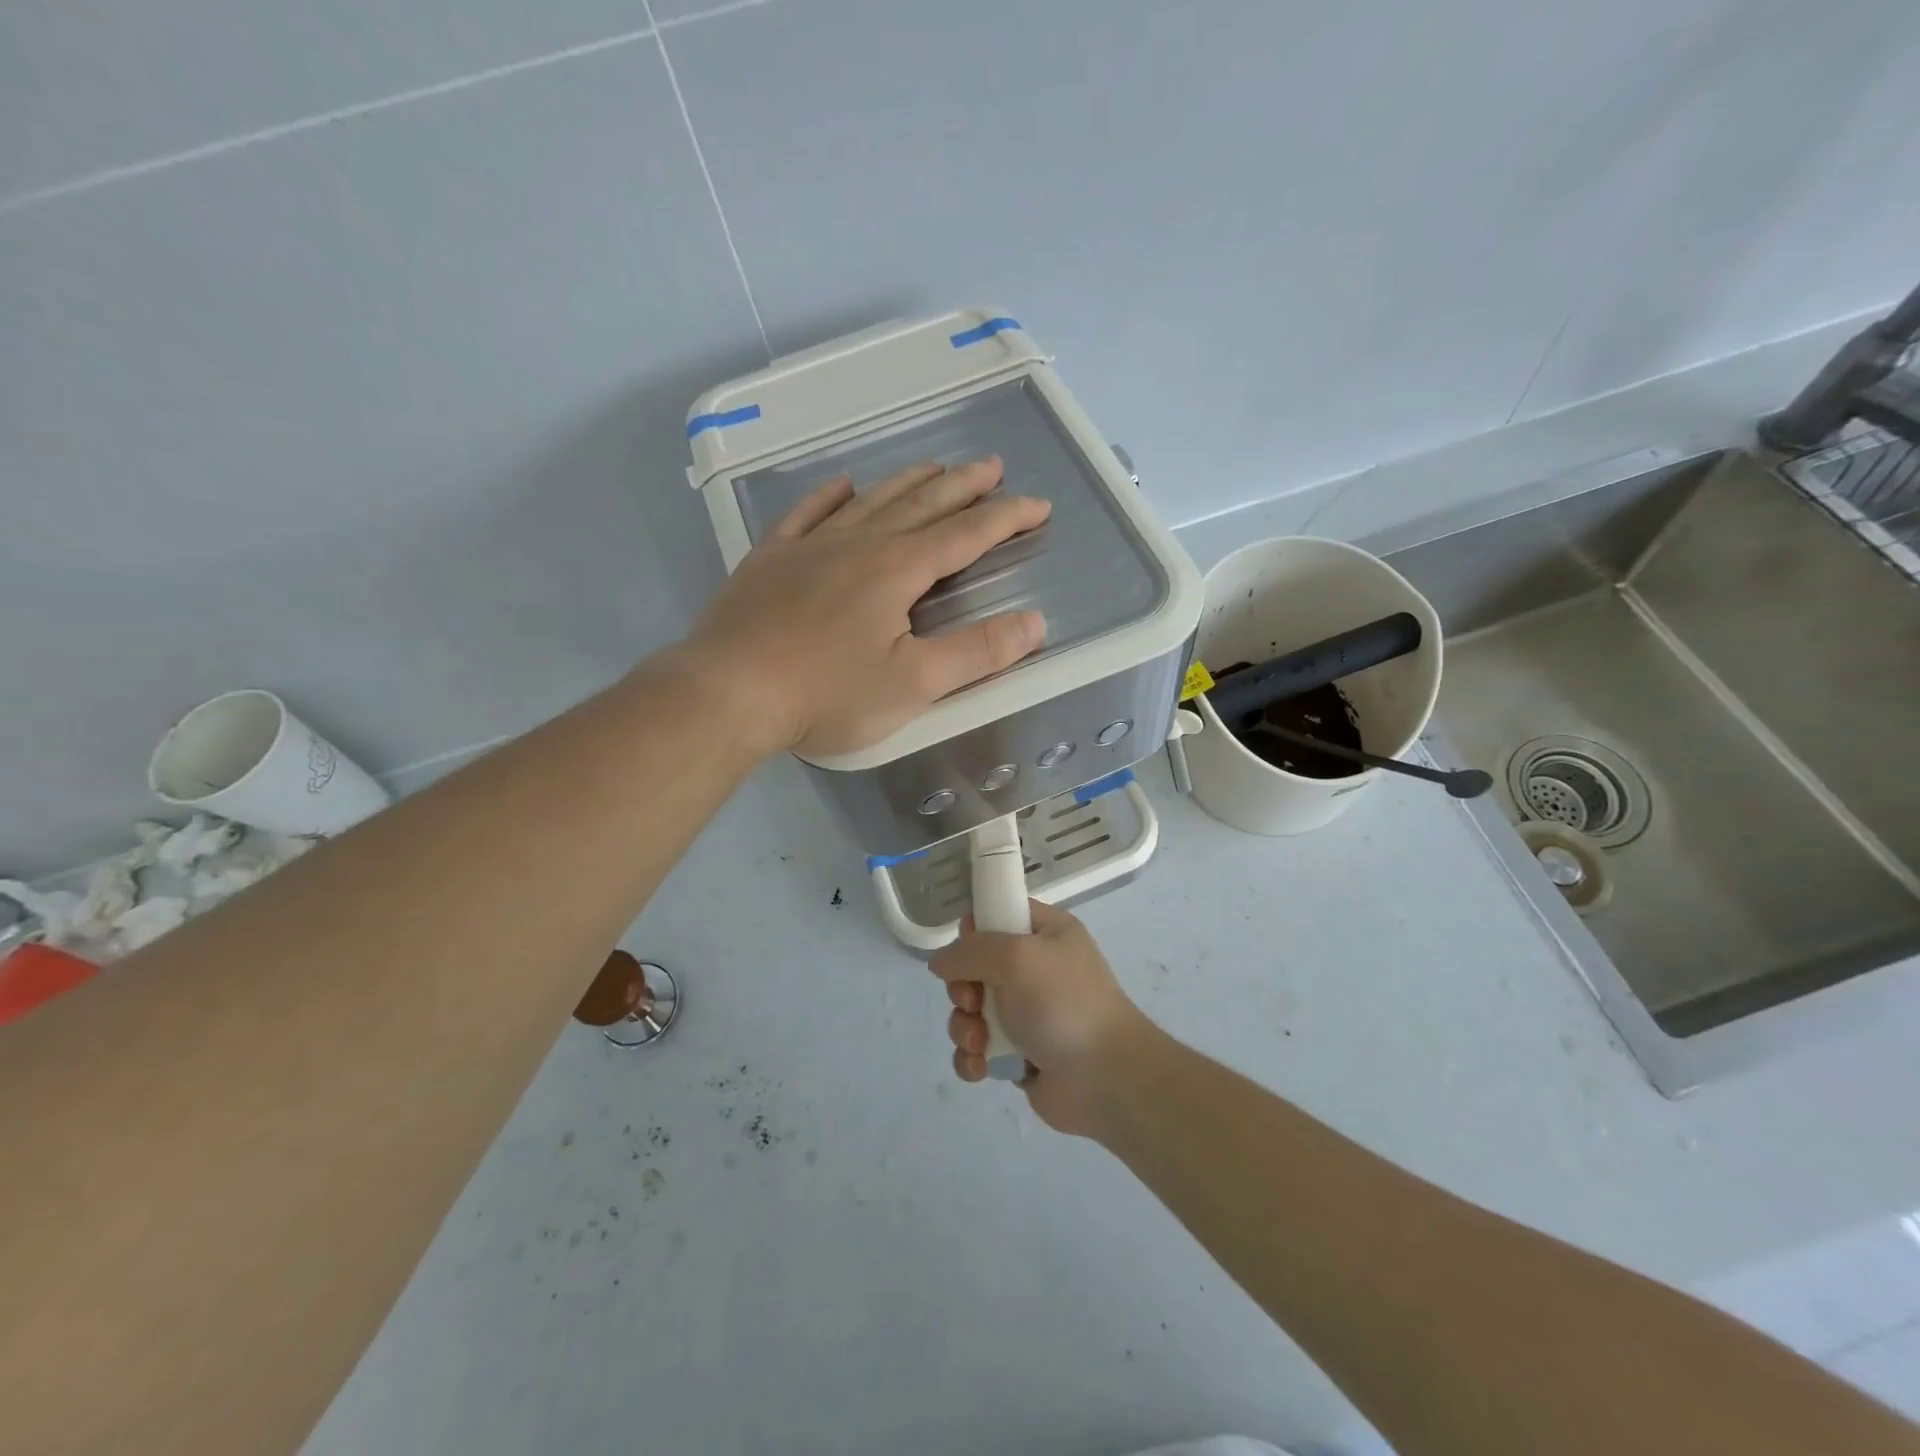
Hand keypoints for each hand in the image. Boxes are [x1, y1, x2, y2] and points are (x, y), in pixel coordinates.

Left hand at [682, 459, 1048, 758]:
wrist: (729, 692)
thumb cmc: (828, 694)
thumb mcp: (915, 685)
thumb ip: (978, 653)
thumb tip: (1034, 623)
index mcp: (897, 570)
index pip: (965, 535)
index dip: (1006, 518)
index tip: (1038, 505)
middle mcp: (858, 544)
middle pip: (921, 504)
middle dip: (963, 486)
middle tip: (992, 466)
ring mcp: (809, 546)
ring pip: (870, 501)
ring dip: (907, 482)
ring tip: (934, 466)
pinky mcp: (769, 559)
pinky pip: (806, 514)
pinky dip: (829, 496)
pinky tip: (841, 486)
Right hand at [929, 901, 1154, 1136]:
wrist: (1106, 1079)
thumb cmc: (1064, 1003)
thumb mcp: (1016, 957)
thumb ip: (970, 950)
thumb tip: (939, 962)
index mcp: (1046, 933)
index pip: (999, 914)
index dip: (975, 930)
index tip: (967, 950)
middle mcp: (1036, 969)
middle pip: (975, 966)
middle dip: (963, 988)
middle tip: (974, 1003)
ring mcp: (1027, 1013)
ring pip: (971, 1011)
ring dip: (965, 1027)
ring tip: (980, 1044)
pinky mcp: (1018, 1054)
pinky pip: (978, 1049)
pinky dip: (973, 1058)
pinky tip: (981, 1068)